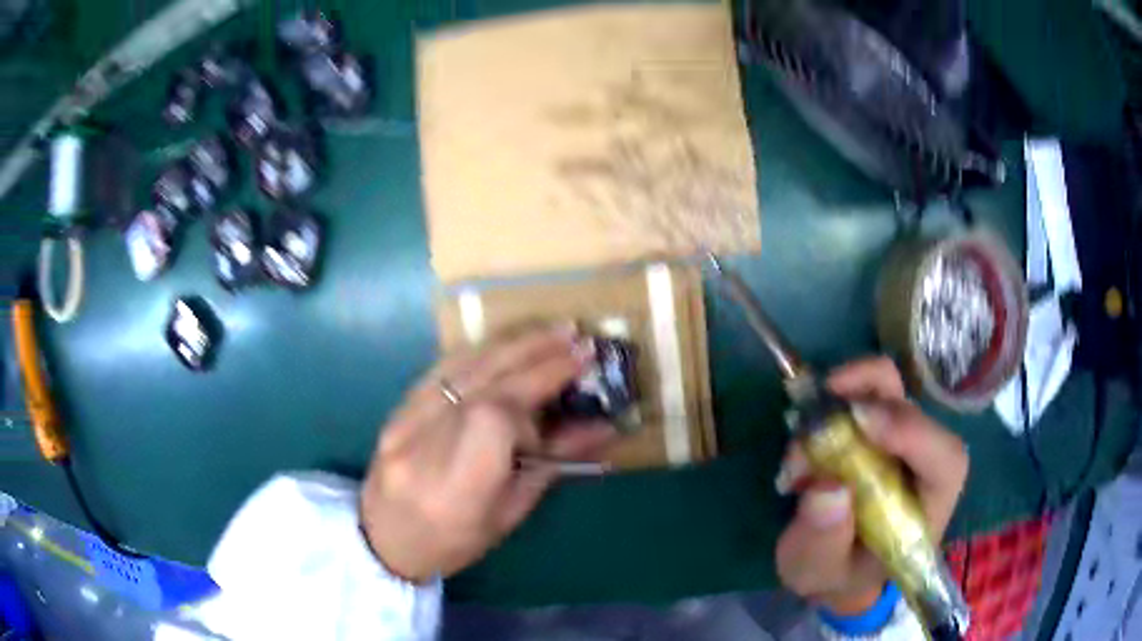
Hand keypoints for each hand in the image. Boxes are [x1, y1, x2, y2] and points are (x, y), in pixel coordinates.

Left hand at [360, 323, 616, 583]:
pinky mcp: (396, 408)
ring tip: (551, 331)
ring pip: (460, 366)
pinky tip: (507, 342)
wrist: (384, 540)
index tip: (564, 399)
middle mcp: (423, 447)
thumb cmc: (453, 542)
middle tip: (577, 341)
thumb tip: (601, 426)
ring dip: (511, 343)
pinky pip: (441, 368)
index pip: (493, 417)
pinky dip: (480, 351)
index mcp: (455, 488)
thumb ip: (550, 465)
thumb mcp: (508, 515)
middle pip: (483, 383)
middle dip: (535, 356)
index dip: (533, 401)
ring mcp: (403, 422)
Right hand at [774, 357, 968, 614]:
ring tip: (807, 419)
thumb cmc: (836, 575)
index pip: (945, 460)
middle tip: (820, 409)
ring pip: (891, 389)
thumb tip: (827, 487)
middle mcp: (922, 464)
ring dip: (850, 389)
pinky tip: (806, 428)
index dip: (912, 432)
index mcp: (927, 508)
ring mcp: (900, 441)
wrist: (834, 566)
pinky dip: (835, 397)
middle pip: (915, 410)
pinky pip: (864, 392)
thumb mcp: (818, 573)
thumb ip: (823, 543)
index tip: (861, 423)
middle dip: (869, 399)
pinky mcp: (877, 428)